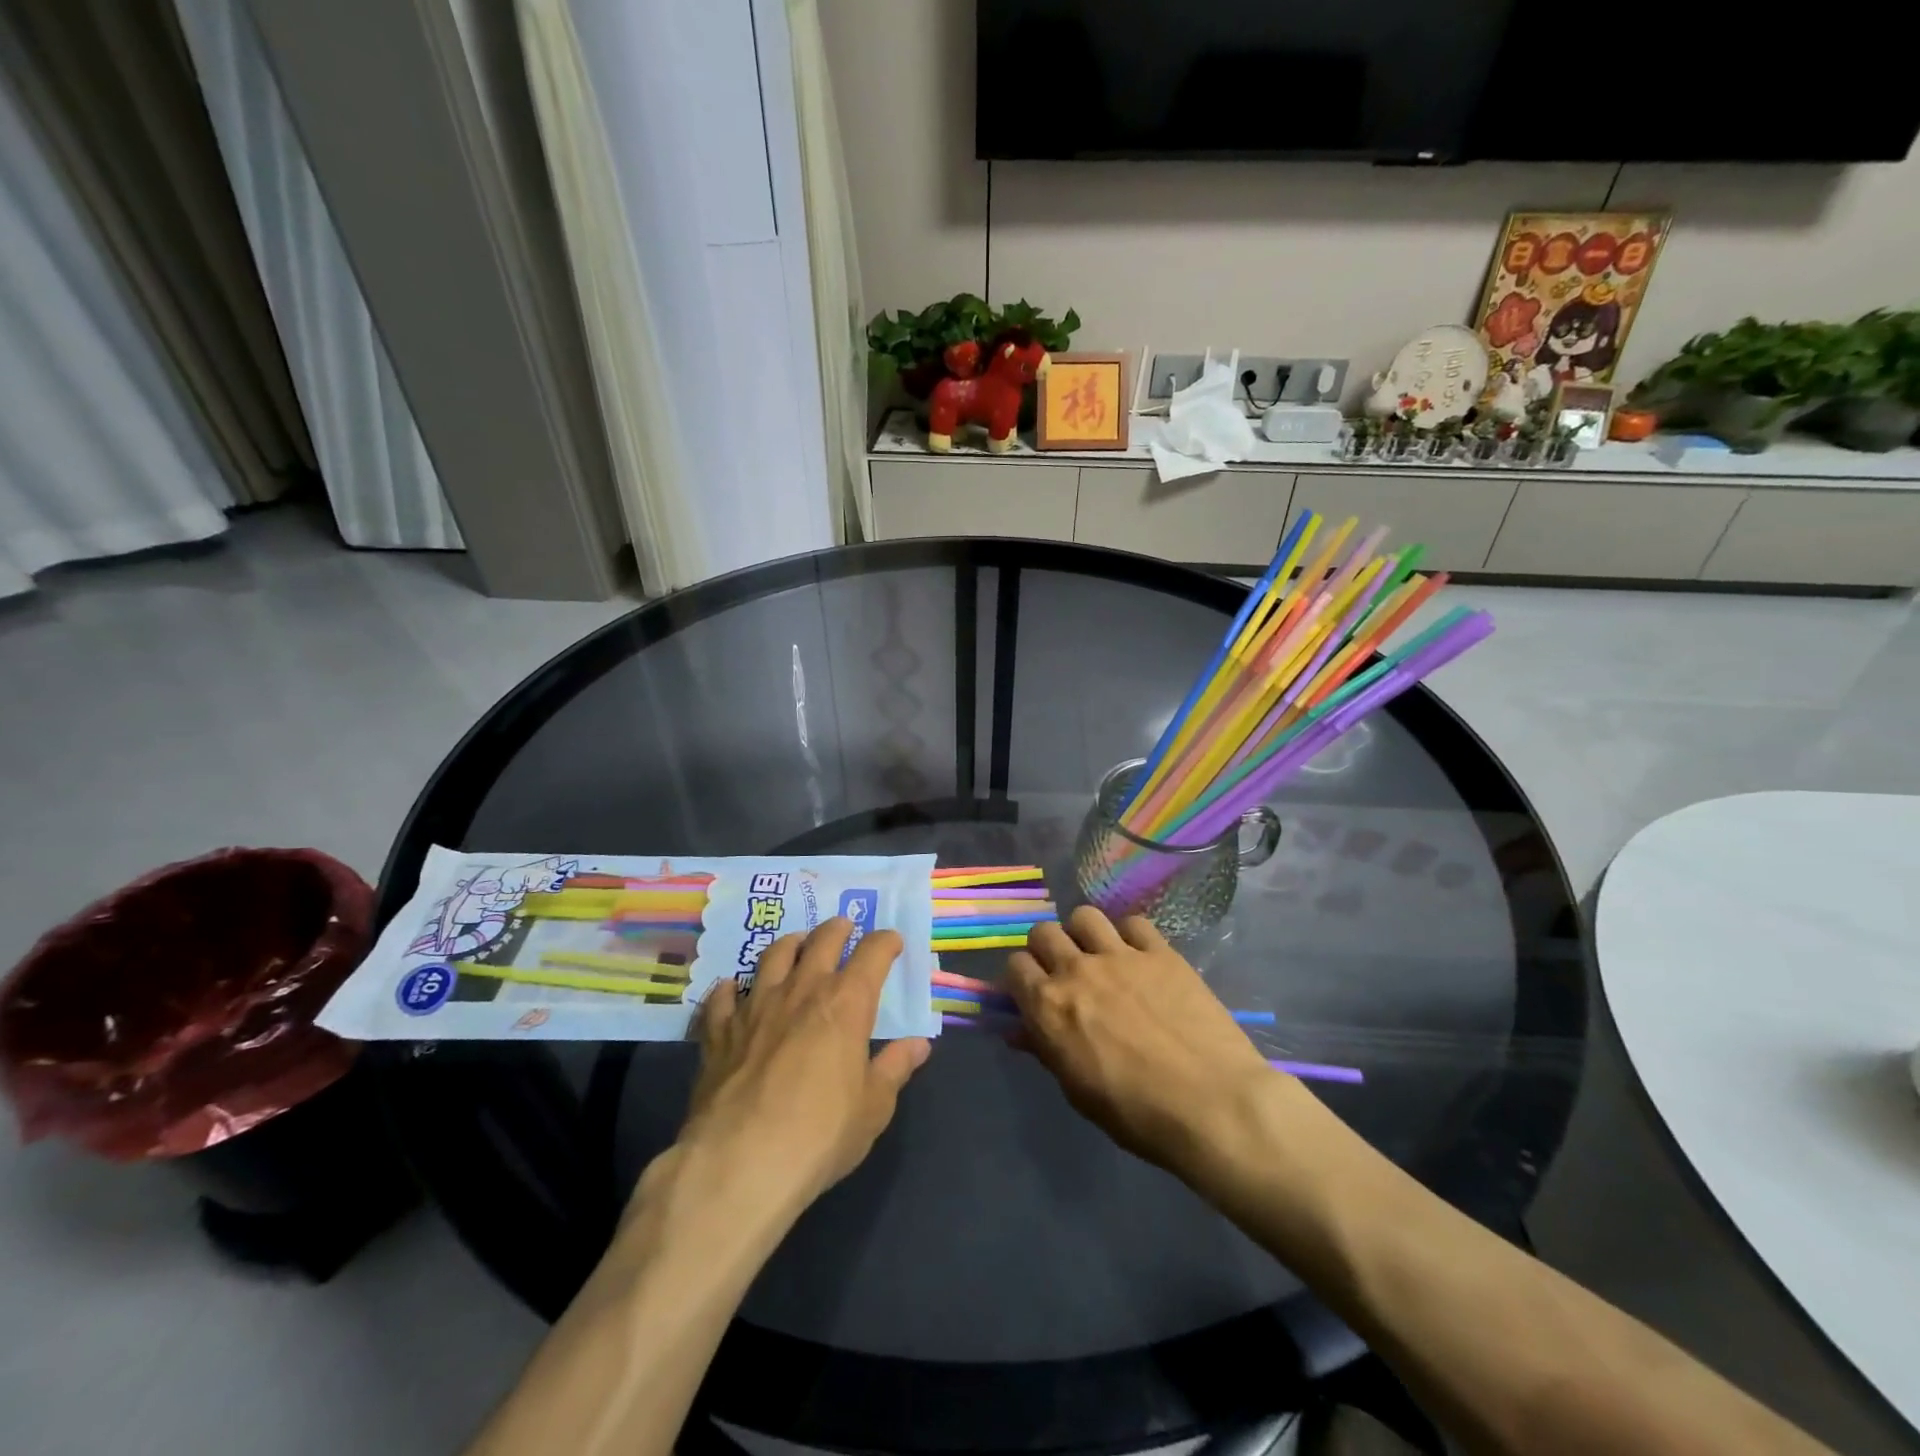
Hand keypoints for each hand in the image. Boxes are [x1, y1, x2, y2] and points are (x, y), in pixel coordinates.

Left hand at [676, 919, 930, 1219]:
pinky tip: (731, 989)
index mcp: (847, 1003)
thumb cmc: (821, 1134)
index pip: (873, 953)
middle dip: (837, 929)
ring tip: (796, 944)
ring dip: (789, 944)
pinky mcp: (720, 1031)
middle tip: (843, 927)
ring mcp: (756, 1006)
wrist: (741, 1162)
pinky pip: (722, 997)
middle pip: (822, 940)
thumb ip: (894, 1069)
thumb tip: (919, 1044)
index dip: (886, 942)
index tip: (892, 942)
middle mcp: (802, 990)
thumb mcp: (873, 1108)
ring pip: (773, 956)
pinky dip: (730, 989)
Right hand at [1004, 906, 1281, 1181]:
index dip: (1021, 978)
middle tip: (1064, 971)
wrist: (1211, 1105)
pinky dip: (1131, 936)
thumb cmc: (1137, 1114)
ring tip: (1100, 955)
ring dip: (1084, 934)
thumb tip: (1020, 1031)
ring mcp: (1120, 956)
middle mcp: (1077, 970)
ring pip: (1085, 916)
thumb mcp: (1077, 1091)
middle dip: (1047, 949)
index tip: (1033, 992)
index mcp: (1049, 1007)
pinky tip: (1141, 958)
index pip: (1015, 966)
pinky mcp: (1161, 952)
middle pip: (1044, 932)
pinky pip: (1134, 923)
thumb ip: (1046, 1050)